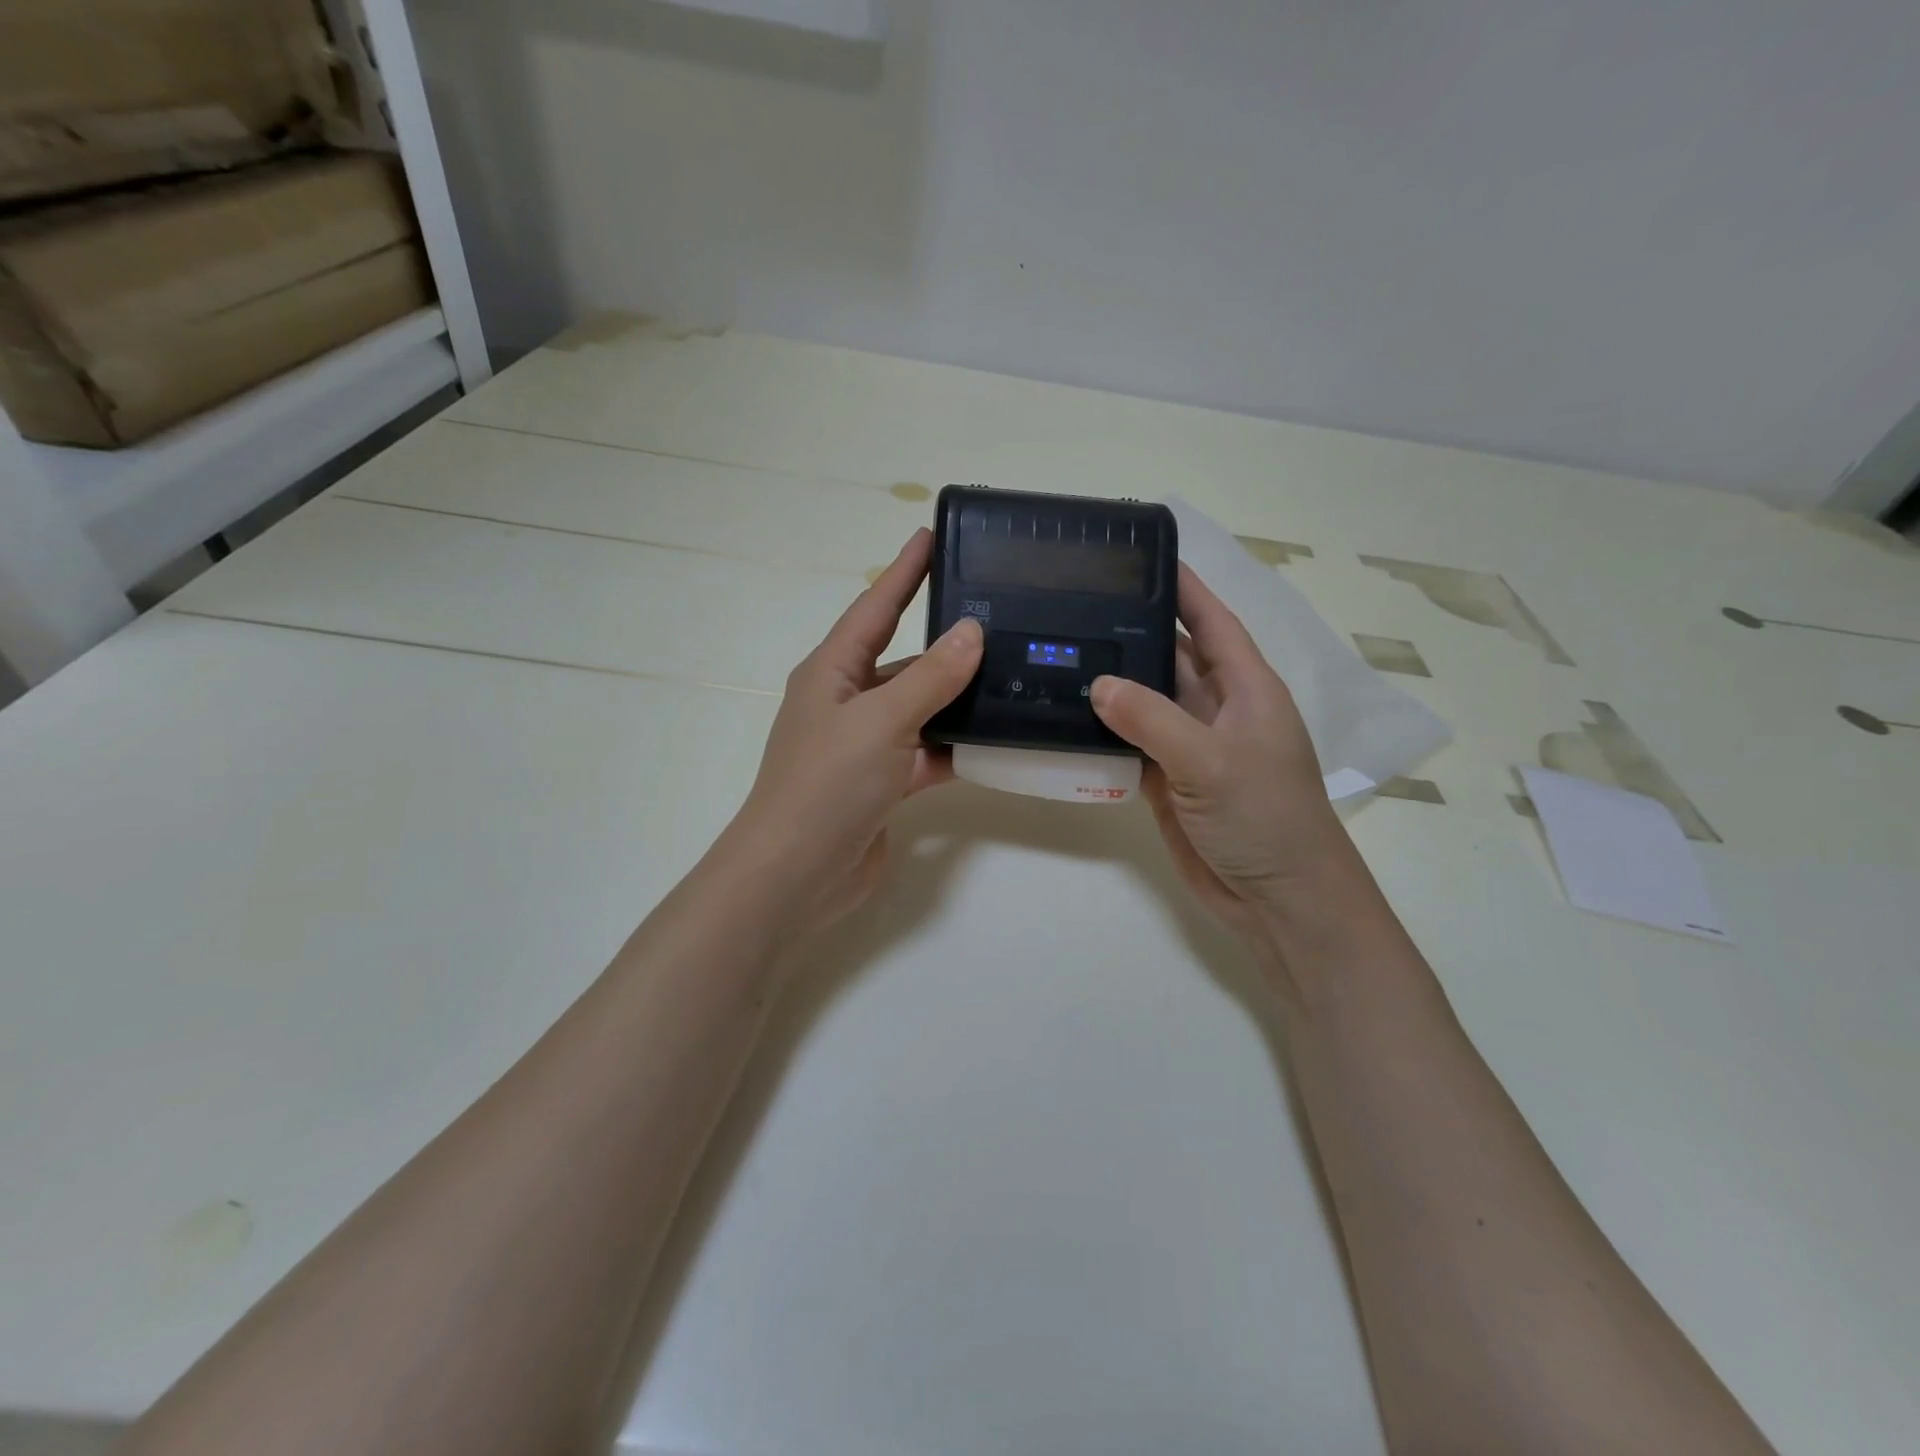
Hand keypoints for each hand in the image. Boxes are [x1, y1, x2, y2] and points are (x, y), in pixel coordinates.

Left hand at [724, 529, 983, 935]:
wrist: (797, 875)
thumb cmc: (827, 784)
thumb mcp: (881, 721)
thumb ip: (931, 678)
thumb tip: (972, 632)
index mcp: (832, 672)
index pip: (875, 607)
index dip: (904, 571)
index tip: (932, 536)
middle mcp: (847, 702)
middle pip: (903, 660)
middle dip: (945, 642)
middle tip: (999, 616)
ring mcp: (866, 746)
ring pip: (921, 710)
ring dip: (957, 699)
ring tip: (1013, 675)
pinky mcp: (883, 785)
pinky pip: (927, 754)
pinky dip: (956, 749)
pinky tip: (997, 740)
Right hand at [1089, 564, 1364, 943]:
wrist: (1278, 900)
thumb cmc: (1265, 818)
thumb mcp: (1211, 761)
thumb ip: (1153, 720)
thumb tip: (1097, 684)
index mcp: (1245, 688)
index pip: (1211, 621)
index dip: (1183, 587)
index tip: (1142, 556)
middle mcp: (1217, 709)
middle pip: (1170, 658)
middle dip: (1131, 633)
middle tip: (1075, 606)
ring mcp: (1190, 747)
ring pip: (1145, 702)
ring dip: (1111, 685)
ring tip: (1058, 654)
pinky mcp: (1168, 781)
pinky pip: (1131, 744)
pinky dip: (1104, 733)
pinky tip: (1066, 717)